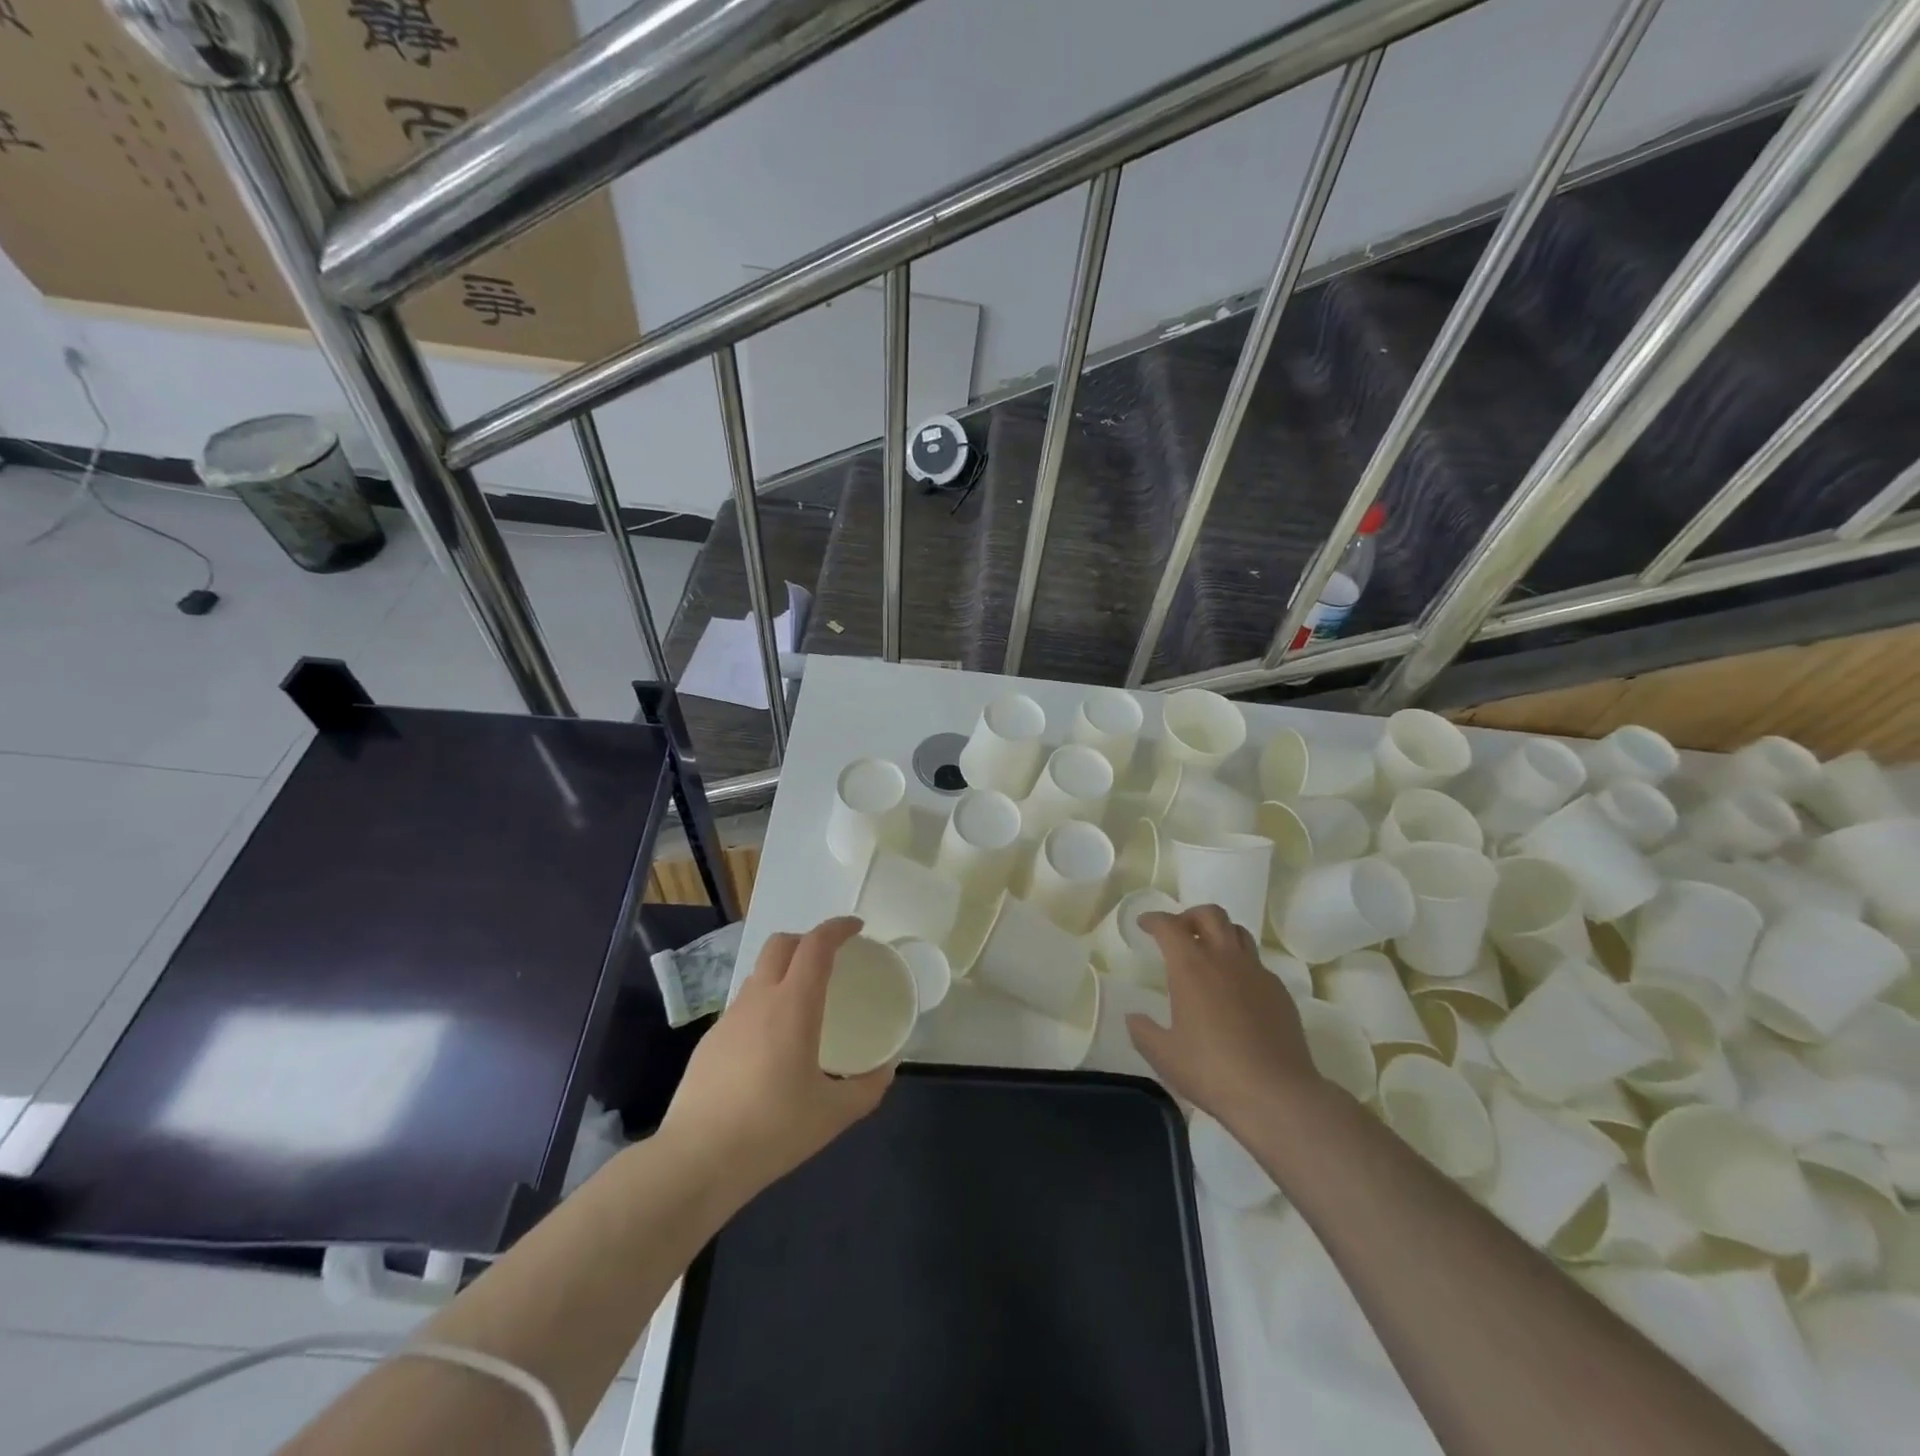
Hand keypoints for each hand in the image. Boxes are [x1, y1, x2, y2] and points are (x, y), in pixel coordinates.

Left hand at [660, 916, 893, 1197]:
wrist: (696, 1161)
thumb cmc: (772, 1131)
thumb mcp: (833, 1114)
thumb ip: (867, 1087)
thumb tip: (886, 1069)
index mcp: (793, 1006)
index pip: (815, 945)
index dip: (838, 928)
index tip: (857, 929)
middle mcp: (759, 1000)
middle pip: (781, 944)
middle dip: (808, 940)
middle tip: (831, 959)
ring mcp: (729, 1019)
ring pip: (759, 973)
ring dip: (784, 971)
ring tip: (804, 1004)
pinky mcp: (710, 1041)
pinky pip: (744, 1006)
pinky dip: (765, 1005)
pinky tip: (773, 1046)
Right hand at [1126, 905, 1327, 1136]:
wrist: (1277, 1094)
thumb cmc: (1211, 1070)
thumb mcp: (1163, 1055)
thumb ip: (1142, 1031)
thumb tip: (1134, 1017)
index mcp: (1191, 967)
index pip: (1169, 926)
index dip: (1153, 920)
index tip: (1144, 924)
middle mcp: (1225, 959)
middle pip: (1210, 914)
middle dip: (1190, 916)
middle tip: (1179, 932)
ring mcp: (1256, 973)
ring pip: (1238, 932)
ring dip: (1219, 933)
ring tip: (1209, 952)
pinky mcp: (1279, 992)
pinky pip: (1256, 963)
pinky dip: (1240, 964)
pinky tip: (1235, 991)